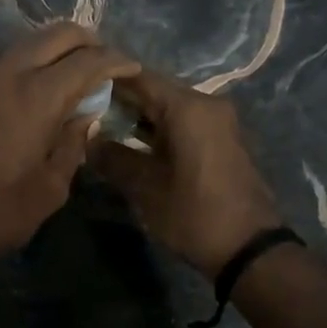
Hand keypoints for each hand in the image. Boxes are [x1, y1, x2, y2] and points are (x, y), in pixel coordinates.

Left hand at [0, 23, 139, 266]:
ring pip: (31, 41)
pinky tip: (48, 84)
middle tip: (107, 63)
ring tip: (81, 72)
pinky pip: (12, 58)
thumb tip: (87, 116)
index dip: (115, 60)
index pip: (86, 61)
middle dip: (88, 41)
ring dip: (60, 47)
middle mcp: (11, 74)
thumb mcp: (50, 187)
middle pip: (57, 34)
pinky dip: (36, 59)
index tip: (133, 67)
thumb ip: (73, 143)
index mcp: (37, 96)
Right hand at [89, 68, 282, 279]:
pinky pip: (180, 121)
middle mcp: (205, 104)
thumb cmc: (195, 214)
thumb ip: (112, 157)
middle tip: (82, 110)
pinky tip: (129, 142)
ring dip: (136, 115)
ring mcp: (216, 121)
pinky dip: (155, 127)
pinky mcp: (220, 139)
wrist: (251, 251)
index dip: (104, 79)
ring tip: (99, 126)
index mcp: (187, 107)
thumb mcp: (145, 188)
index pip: (137, 76)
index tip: (75, 89)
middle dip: (118, 99)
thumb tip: (86, 138)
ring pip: (166, 106)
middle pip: (152, 89)